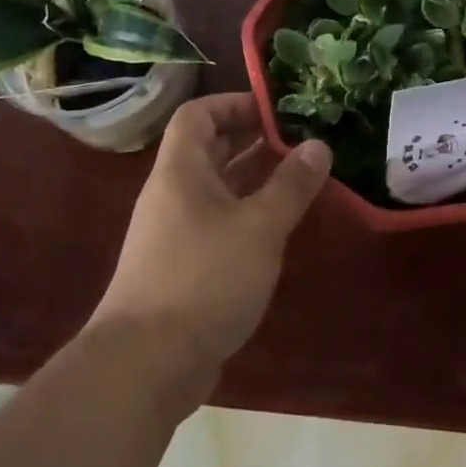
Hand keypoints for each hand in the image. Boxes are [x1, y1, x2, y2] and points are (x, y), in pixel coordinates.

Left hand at [89, 93, 331, 399]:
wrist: (146, 363)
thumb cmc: (204, 278)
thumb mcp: (259, 227)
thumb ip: (291, 185)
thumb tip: (319, 145)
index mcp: (181, 171)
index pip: (198, 115)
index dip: (233, 104)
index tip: (275, 109)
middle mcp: (172, 194)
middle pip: (208, 149)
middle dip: (251, 139)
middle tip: (298, 139)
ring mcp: (174, 232)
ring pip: (216, 189)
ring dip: (253, 178)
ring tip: (298, 175)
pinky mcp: (182, 266)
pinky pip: (217, 222)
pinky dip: (246, 214)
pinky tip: (277, 226)